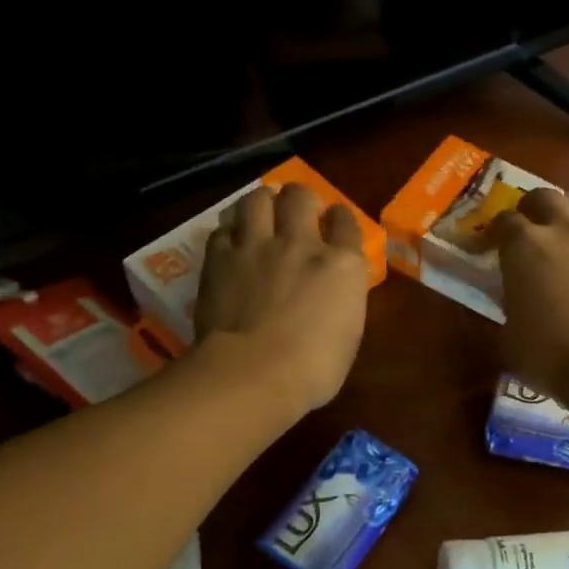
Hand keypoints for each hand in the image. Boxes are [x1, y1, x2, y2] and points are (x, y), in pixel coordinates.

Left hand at [194, 182, 370, 413]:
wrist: (253, 373)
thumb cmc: (314, 369)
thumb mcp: (348, 333)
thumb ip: (342, 299)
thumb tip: (332, 292)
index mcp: (342, 265)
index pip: (346, 220)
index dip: (339, 219)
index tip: (334, 224)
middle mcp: (301, 243)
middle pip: (300, 195)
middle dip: (300, 199)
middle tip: (296, 214)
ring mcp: (257, 246)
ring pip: (257, 198)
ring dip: (263, 203)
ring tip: (261, 216)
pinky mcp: (220, 257)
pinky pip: (225, 228)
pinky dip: (231, 232)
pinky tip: (233, 244)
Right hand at [493, 188, 568, 396]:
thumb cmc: (548, 356)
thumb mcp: (510, 337)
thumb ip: (512, 309)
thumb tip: (519, 305)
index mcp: (524, 247)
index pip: (504, 221)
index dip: (496, 231)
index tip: (493, 244)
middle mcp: (564, 231)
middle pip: (547, 197)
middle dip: (536, 206)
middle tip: (533, 225)